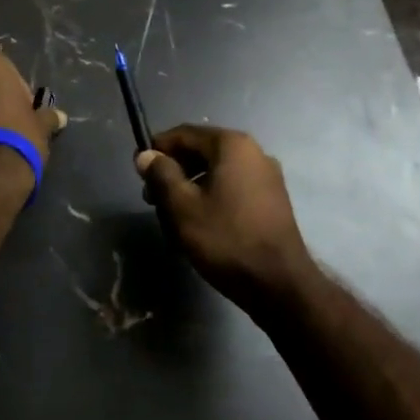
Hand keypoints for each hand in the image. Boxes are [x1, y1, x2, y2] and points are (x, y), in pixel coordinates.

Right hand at [136, 125, 311, 312]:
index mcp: (232, 145)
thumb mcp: (182, 207)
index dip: (156, 150)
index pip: (184, 134)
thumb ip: (161, 175)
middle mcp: (253, 151)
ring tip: (173, 219)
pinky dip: (212, 199)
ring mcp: (267, 176)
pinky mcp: (272, 200)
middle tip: (152, 201)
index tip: (138, 171)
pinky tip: (200, 226)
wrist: (280, 285)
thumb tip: (146, 155)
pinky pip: (232, 188)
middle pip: (201, 152)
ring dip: (190, 189)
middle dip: (173, 173)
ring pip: (216, 173)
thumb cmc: (226, 239)